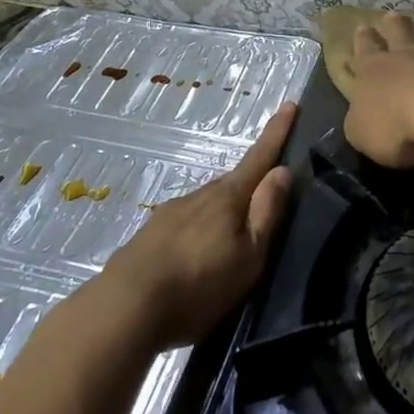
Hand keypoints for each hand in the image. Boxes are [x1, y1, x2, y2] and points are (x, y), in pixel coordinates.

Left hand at [100, 101, 297, 348]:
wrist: (124, 308)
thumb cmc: (199, 284)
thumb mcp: (248, 256)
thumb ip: (266, 213)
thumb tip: (282, 170)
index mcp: (228, 198)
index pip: (259, 158)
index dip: (277, 132)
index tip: (289, 104)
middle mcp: (199, 196)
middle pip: (233, 183)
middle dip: (250, 184)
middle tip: (265, 199)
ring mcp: (170, 213)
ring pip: (207, 204)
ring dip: (222, 214)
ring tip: (229, 243)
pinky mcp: (150, 235)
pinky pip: (185, 224)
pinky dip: (198, 232)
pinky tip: (195, 258)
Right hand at [343, 13, 413, 167]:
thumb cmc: (395, 127)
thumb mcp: (361, 132)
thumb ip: (360, 120)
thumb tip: (361, 113)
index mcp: (373, 71)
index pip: (365, 51)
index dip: (363, 40)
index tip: (362, 27)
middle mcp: (404, 57)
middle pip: (398, 34)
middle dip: (393, 25)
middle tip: (391, 15)